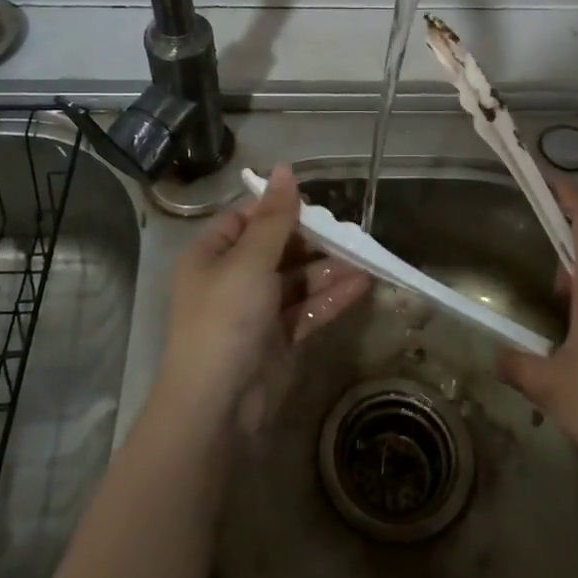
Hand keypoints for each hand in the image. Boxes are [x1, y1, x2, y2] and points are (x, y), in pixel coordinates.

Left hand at [157, 165, 370, 426]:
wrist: (215, 408)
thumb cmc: (225, 320)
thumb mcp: (250, 261)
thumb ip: (275, 218)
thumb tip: (285, 169)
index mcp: (212, 255)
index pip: (246, 220)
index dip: (278, 209)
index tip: (315, 204)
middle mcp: (230, 279)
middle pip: (275, 249)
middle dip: (312, 241)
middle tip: (350, 232)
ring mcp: (253, 312)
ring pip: (295, 281)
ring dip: (327, 270)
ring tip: (366, 257)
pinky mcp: (274, 340)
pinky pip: (305, 310)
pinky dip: (330, 299)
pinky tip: (362, 285)